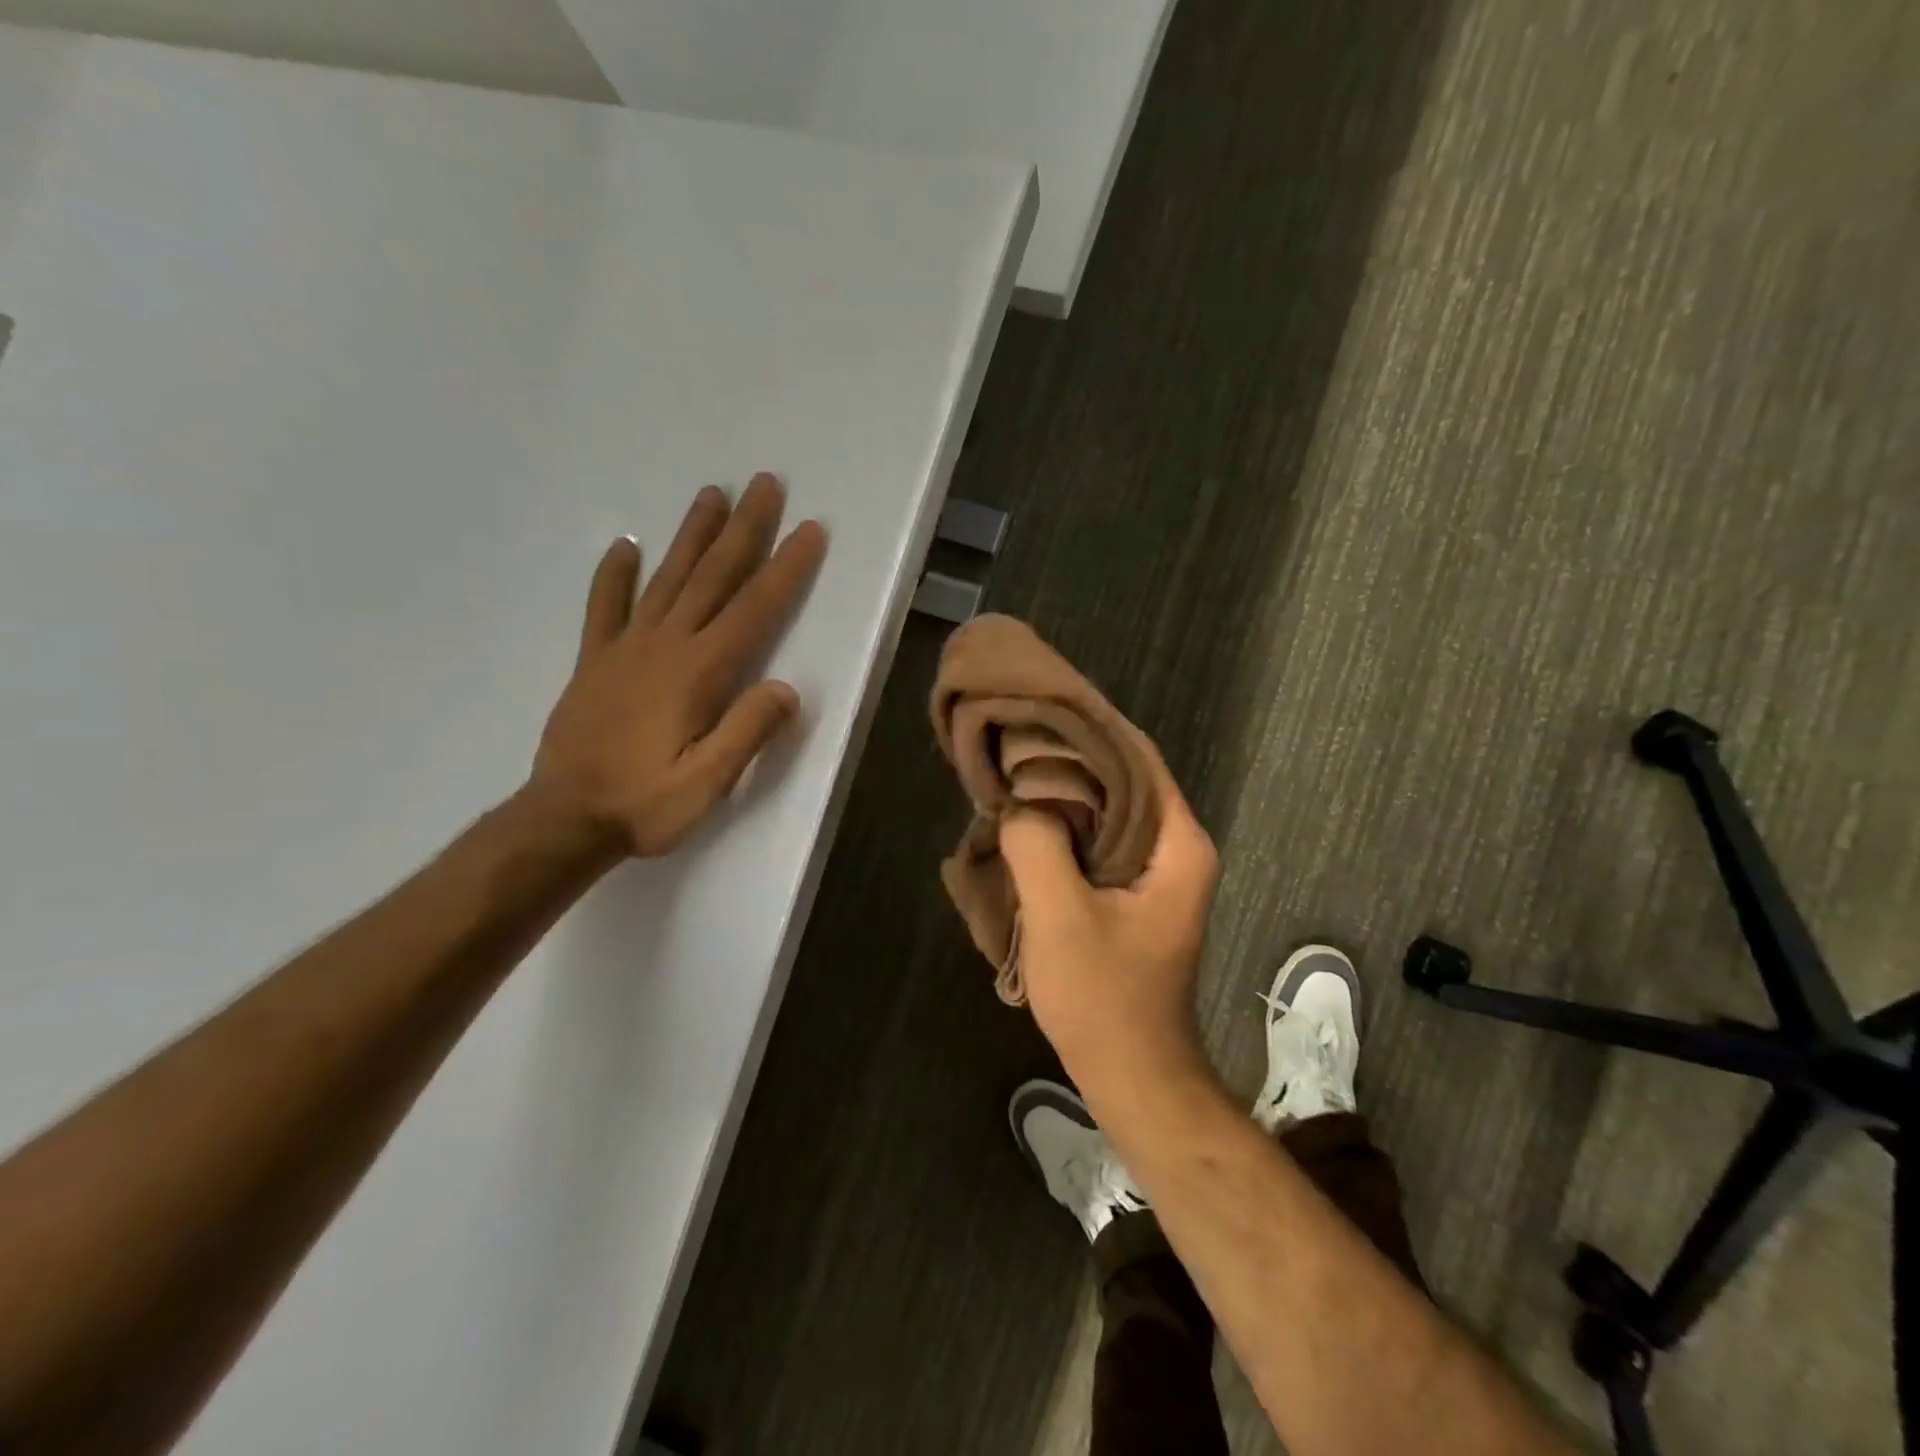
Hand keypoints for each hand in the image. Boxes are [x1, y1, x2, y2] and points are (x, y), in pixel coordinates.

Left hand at [528, 475, 826, 858]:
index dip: (785, 569)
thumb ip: (748, 733)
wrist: (564, 820)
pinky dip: (615, 574)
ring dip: (691, 534)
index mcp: (698, 673)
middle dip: (744, 529)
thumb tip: (788, 689)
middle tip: (765, 483)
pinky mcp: (595, 661)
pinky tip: (625, 545)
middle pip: (712, 577)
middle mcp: (664, 646)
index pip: (753, 610)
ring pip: (666, 578)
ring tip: (712, 493)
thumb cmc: (643, 805)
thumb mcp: (707, 784)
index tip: (809, 530)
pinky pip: (605, 607)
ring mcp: (624, 649)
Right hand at [1000, 739, 1219, 1094]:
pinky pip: (1099, 838)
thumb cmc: (1104, 998)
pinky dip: (1065, 823)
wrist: (1132, 1075)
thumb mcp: (1060, 916)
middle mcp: (1176, 847)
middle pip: (1122, 776)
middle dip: (1069, 755)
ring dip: (1064, 790)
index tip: (1037, 706)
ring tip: (1012, 767)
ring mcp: (1157, 872)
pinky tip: (1026, 819)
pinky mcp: (1133, 893)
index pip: (1136, 754)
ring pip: (1108, 807)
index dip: (1088, 724)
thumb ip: (1037, 844)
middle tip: (1013, 735)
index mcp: (1177, 842)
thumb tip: (1019, 799)